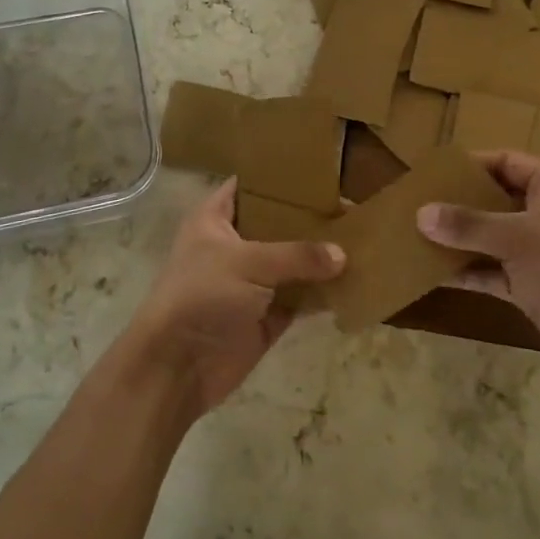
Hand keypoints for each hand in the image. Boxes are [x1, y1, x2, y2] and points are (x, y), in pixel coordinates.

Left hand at [126, 178, 344, 414]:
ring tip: (361, 240)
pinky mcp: (266, 316)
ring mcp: (251, 283)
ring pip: (292, 263)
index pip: (249, 185)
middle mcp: (234, 246)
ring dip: (320, 258)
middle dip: (309, 218)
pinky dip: (321, 295)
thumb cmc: (202, 295)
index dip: (278, 177)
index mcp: (215, 219)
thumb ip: (297, 255)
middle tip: (350, 206)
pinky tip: (353, 282)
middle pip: (277, 224)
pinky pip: (300, 299)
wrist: (177, 367)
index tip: (318, 171)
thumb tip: (342, 255)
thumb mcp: (248, 263)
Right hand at [417, 150, 539, 379]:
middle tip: (417, 204)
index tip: (432, 172)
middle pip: (496, 198)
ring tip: (416, 236)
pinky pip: (493, 271)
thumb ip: (469, 224)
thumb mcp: (519, 239)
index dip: (471, 164)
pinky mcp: (534, 286)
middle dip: (458, 203)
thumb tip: (421, 213)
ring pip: (492, 237)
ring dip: (459, 239)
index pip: (506, 161)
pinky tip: (433, 274)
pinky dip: (468, 271)